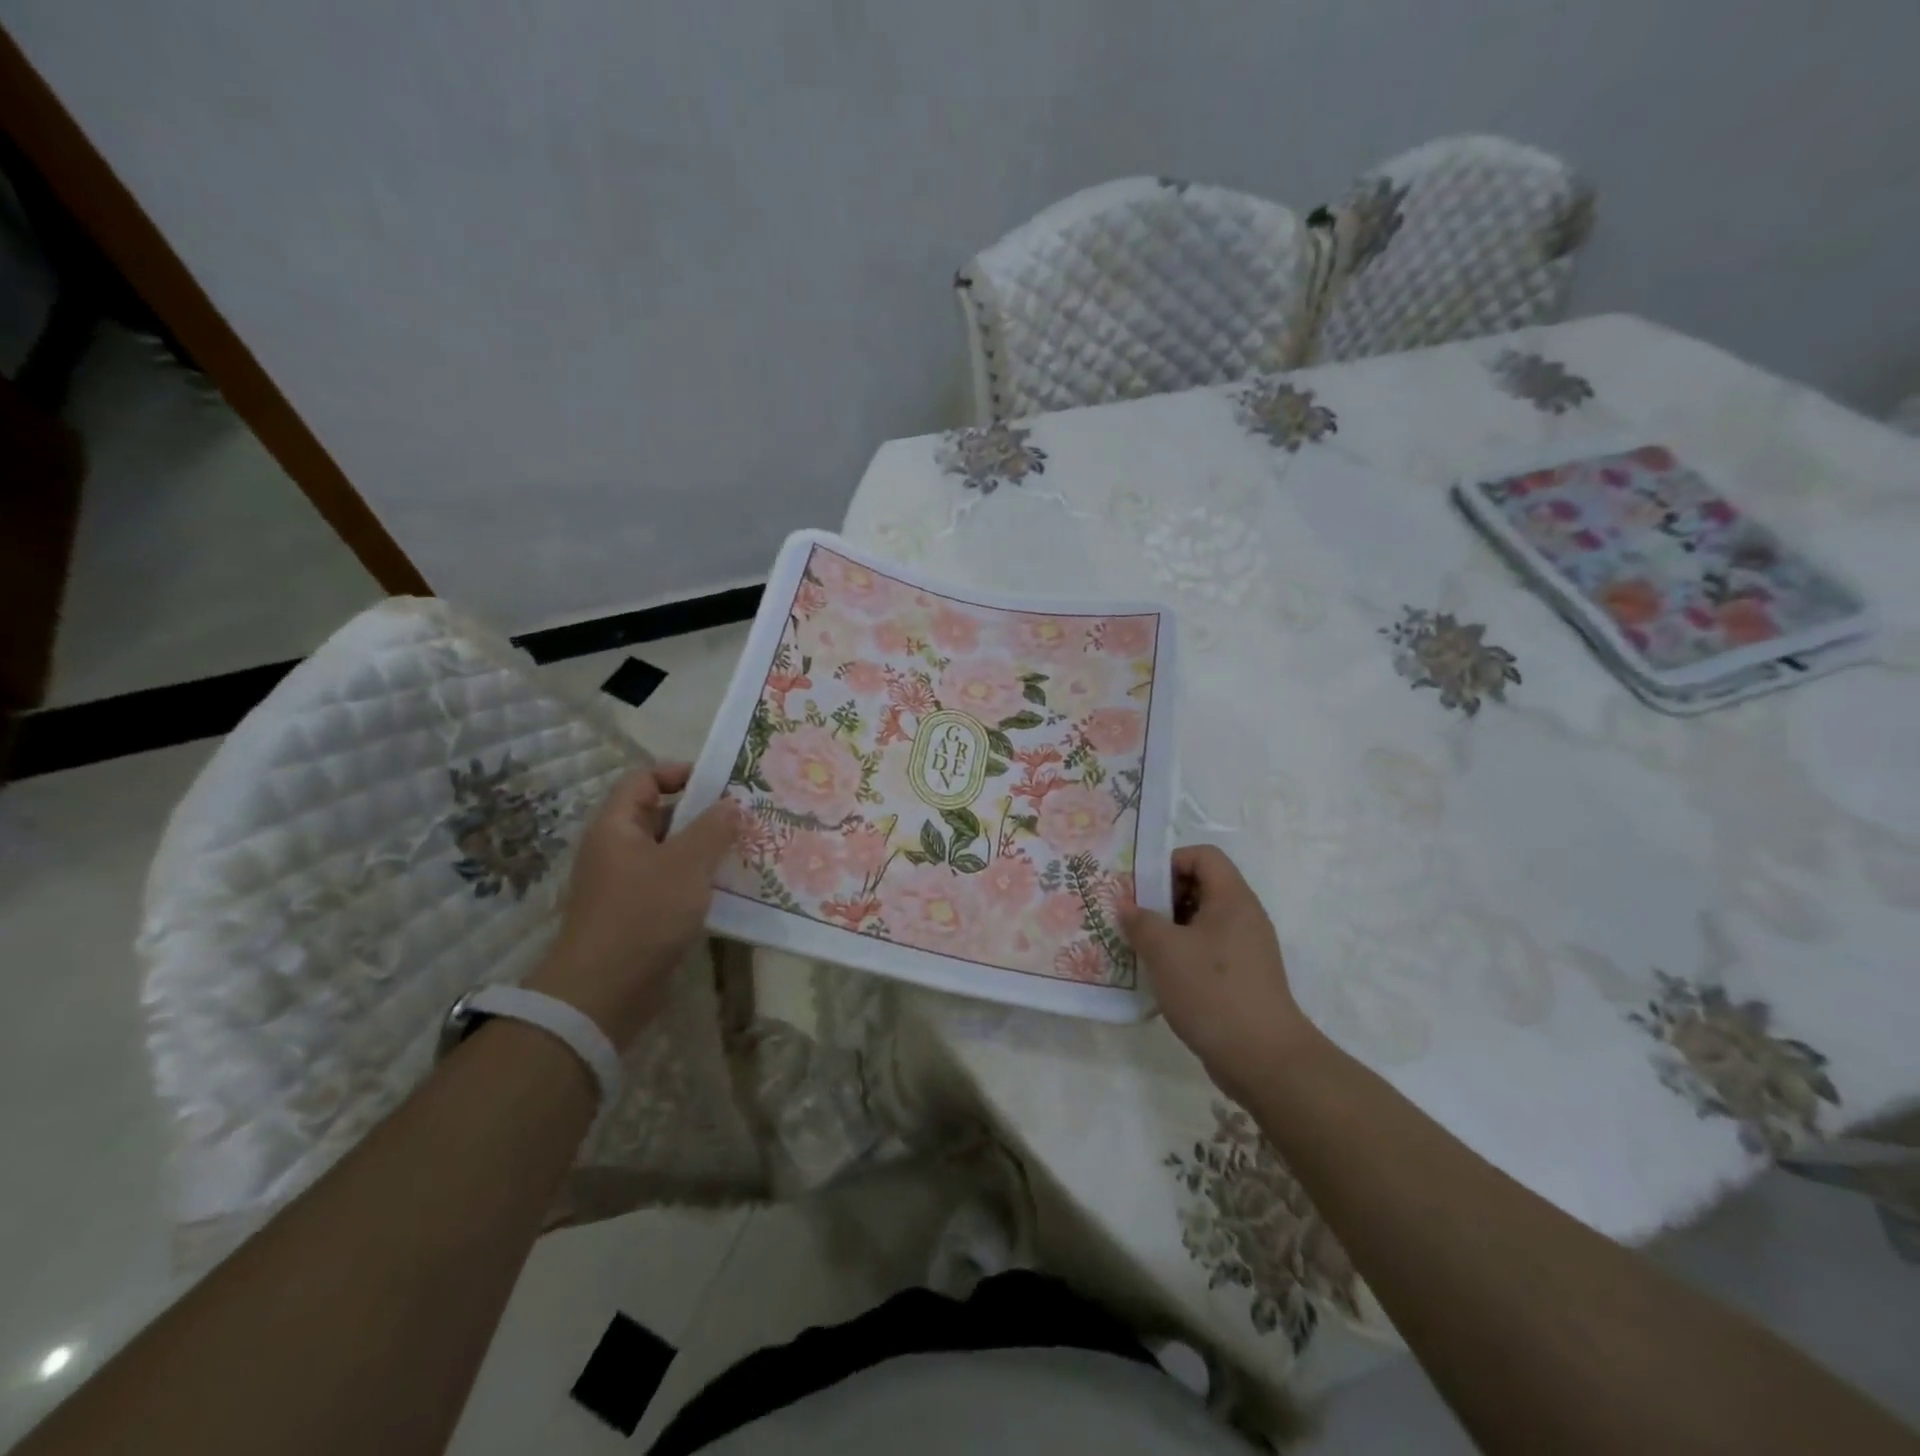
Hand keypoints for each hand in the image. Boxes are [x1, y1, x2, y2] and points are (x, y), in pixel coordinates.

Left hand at [527, 764, 738, 1047]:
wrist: (604, 992)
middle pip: (659, 815)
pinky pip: (671, 884)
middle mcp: (616, 849)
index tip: (720, 784)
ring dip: (704, 850)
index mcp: (616, 826)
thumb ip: (712, 829)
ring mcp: (625, 884)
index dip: (679, 773)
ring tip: (744, 850)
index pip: (643, 779)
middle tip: (744, 817)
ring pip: (669, 853)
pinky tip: (729, 889)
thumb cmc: (643, 914)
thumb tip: (730, 804)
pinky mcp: (637, 915)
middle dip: (702, 814)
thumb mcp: (686, 864)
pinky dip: (697, 881)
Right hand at [1120, 844, 1314, 1100]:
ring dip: (1169, 929)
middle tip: (1134, 917)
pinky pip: (1208, 950)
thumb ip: (1140, 921)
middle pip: (1201, 886)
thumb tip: (1127, 906)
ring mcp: (1246, 949)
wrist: (1263, 1058)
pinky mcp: (1243, 978)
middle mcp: (1244, 917)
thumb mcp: (1164, 950)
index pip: (1203, 856)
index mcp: (1232, 899)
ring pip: (1202, 922)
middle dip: (1163, 898)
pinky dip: (1183, 954)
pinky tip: (1161, 976)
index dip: (1170, 862)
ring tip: (1140, 947)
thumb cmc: (1212, 991)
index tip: (1142, 888)